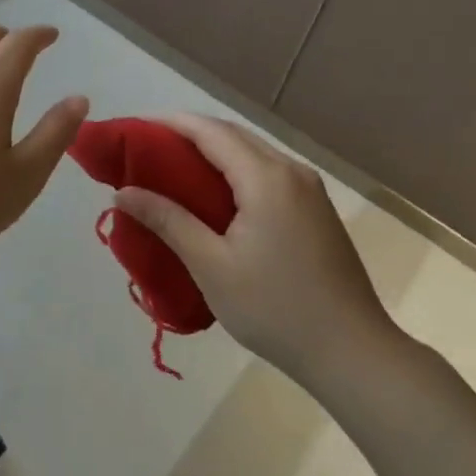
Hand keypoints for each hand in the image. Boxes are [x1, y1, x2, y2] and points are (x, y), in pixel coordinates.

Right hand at [112, 114, 405, 386]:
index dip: (168, 124)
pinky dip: (234, 172)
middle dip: (187, 135)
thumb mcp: (211, 266)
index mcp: (266, 178)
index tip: (132, 130)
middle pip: (232, 135)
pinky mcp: (316, 210)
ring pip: (252, 153)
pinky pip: (267, 173)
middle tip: (145, 151)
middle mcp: (291, 171)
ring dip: (212, 153)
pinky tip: (214, 196)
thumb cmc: (275, 308)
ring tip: (171, 170)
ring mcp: (309, 190)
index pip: (209, 131)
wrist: (352, 352)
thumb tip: (123, 192)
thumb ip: (168, 221)